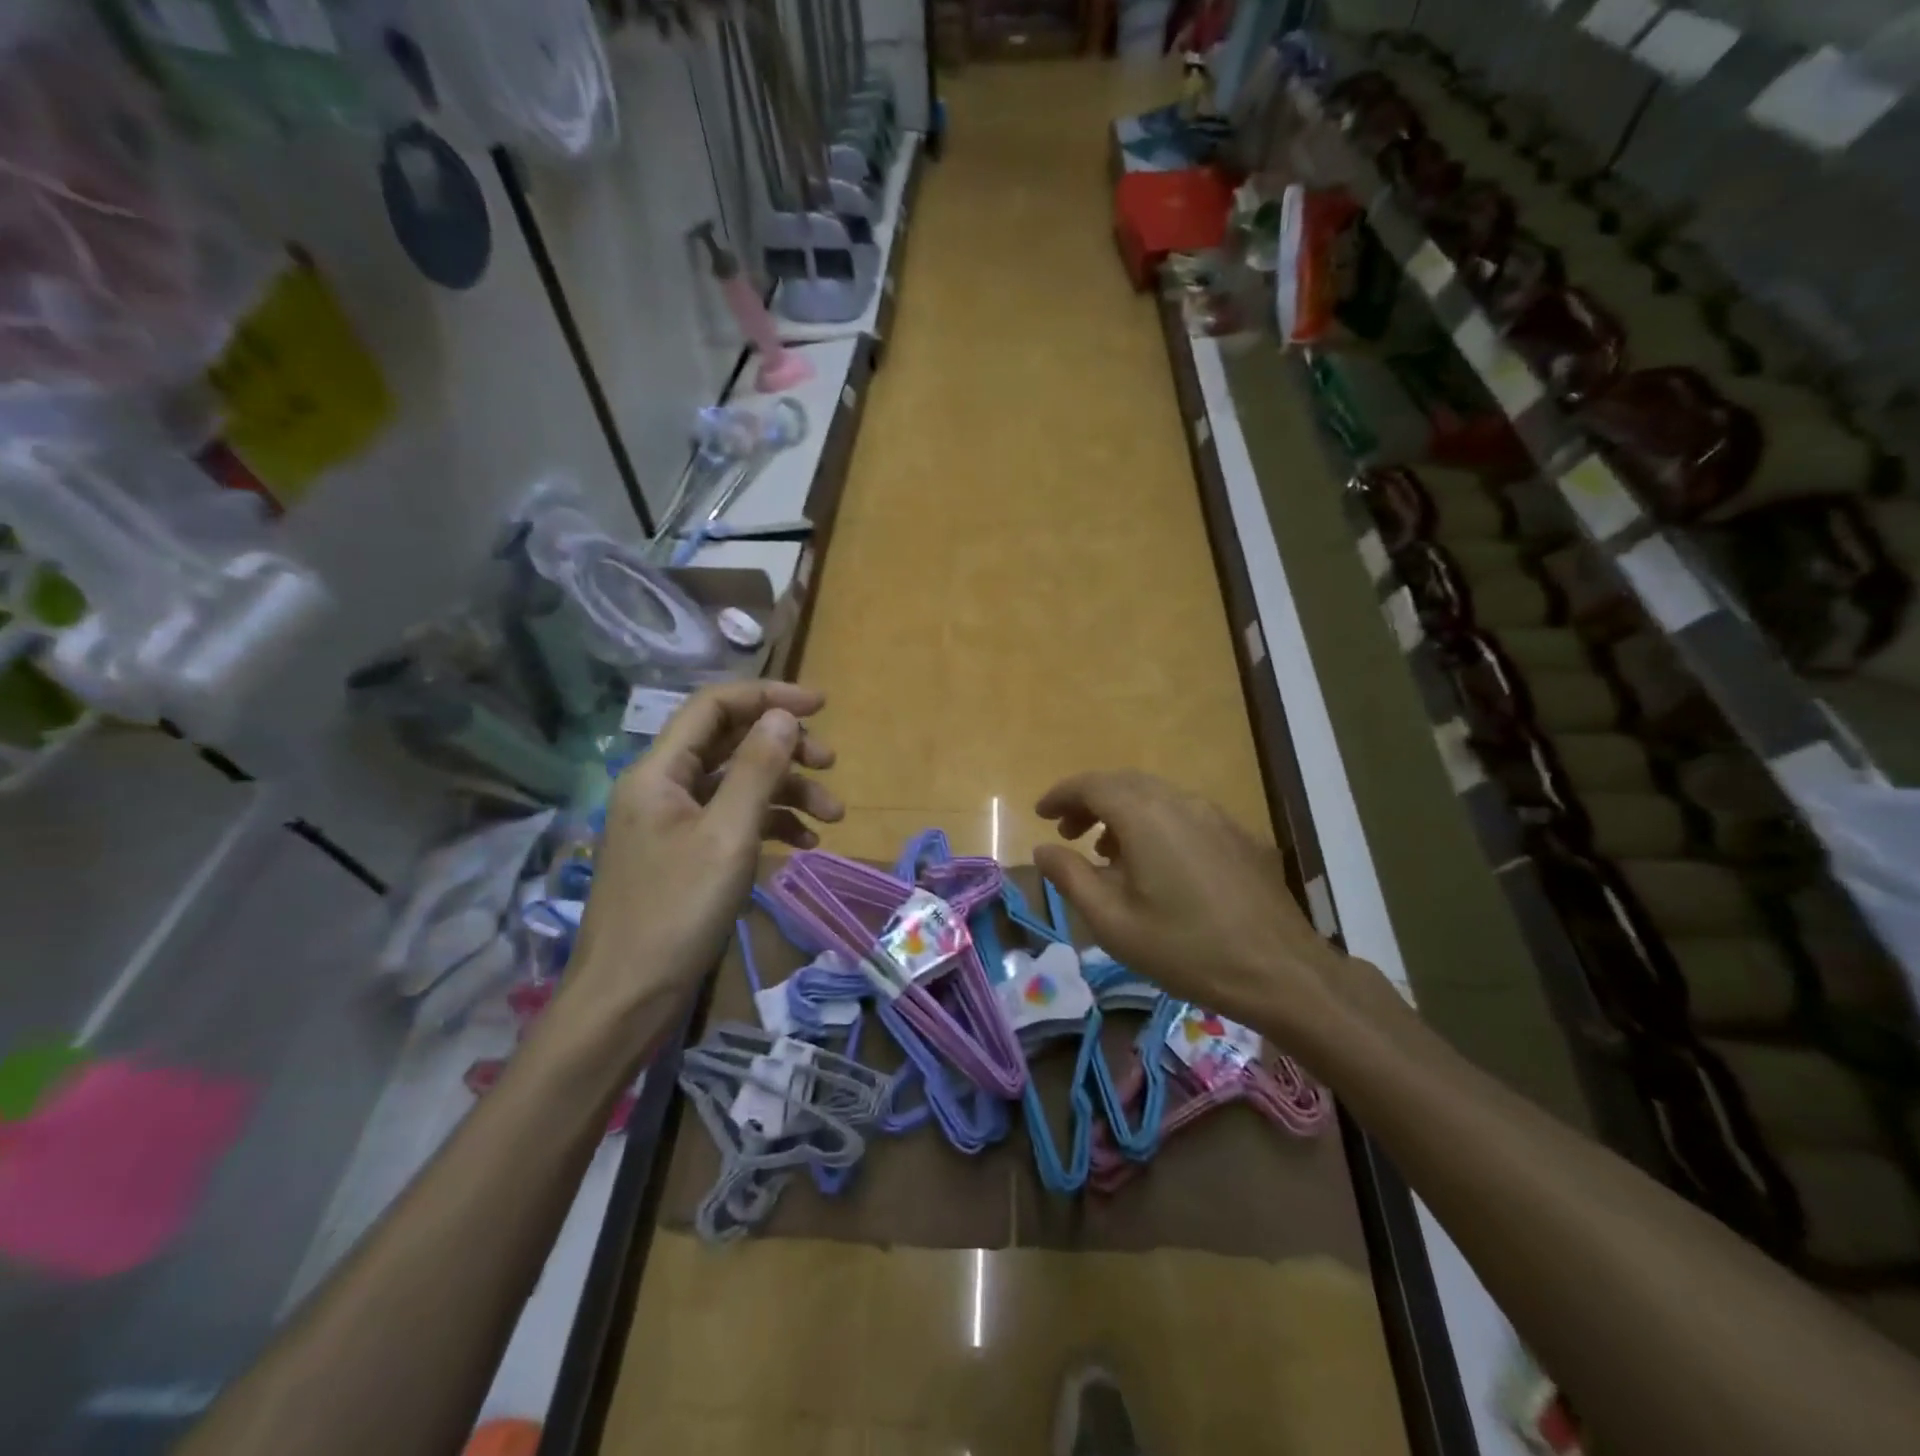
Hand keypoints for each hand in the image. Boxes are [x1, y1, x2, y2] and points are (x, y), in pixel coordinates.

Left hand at [569, 681, 841, 1012]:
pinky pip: (732, 821)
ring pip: (737, 785)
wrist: (627, 1001)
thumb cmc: (676, 913)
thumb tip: (783, 716)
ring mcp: (672, 824)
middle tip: (830, 765)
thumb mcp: (727, 836)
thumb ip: (756, 769)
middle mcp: (662, 788)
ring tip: (833, 817)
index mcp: (659, 772)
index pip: (713, 707)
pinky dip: (770, 824)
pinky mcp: (684, 856)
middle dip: (784, 749)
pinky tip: (802, 844)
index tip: (821, 706)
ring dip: (786, 791)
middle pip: (729, 743)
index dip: (767, 696)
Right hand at [1032, 770, 1357, 1044]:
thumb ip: (1071, 878)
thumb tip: (1043, 849)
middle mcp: (1180, 802)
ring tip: (1105, 852)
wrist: (1281, 971)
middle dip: (1089, 802)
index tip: (1041, 814)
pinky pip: (1183, 813)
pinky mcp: (1238, 835)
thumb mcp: (1113, 922)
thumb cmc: (1186, 950)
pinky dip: (1154, 823)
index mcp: (1146, 816)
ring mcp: (1215, 815)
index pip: (1092, 785)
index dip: (1061, 795)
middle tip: (1067, 833)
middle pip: (1124, 784)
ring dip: (1122, 812)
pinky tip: (1155, 864)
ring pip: (1156, 796)